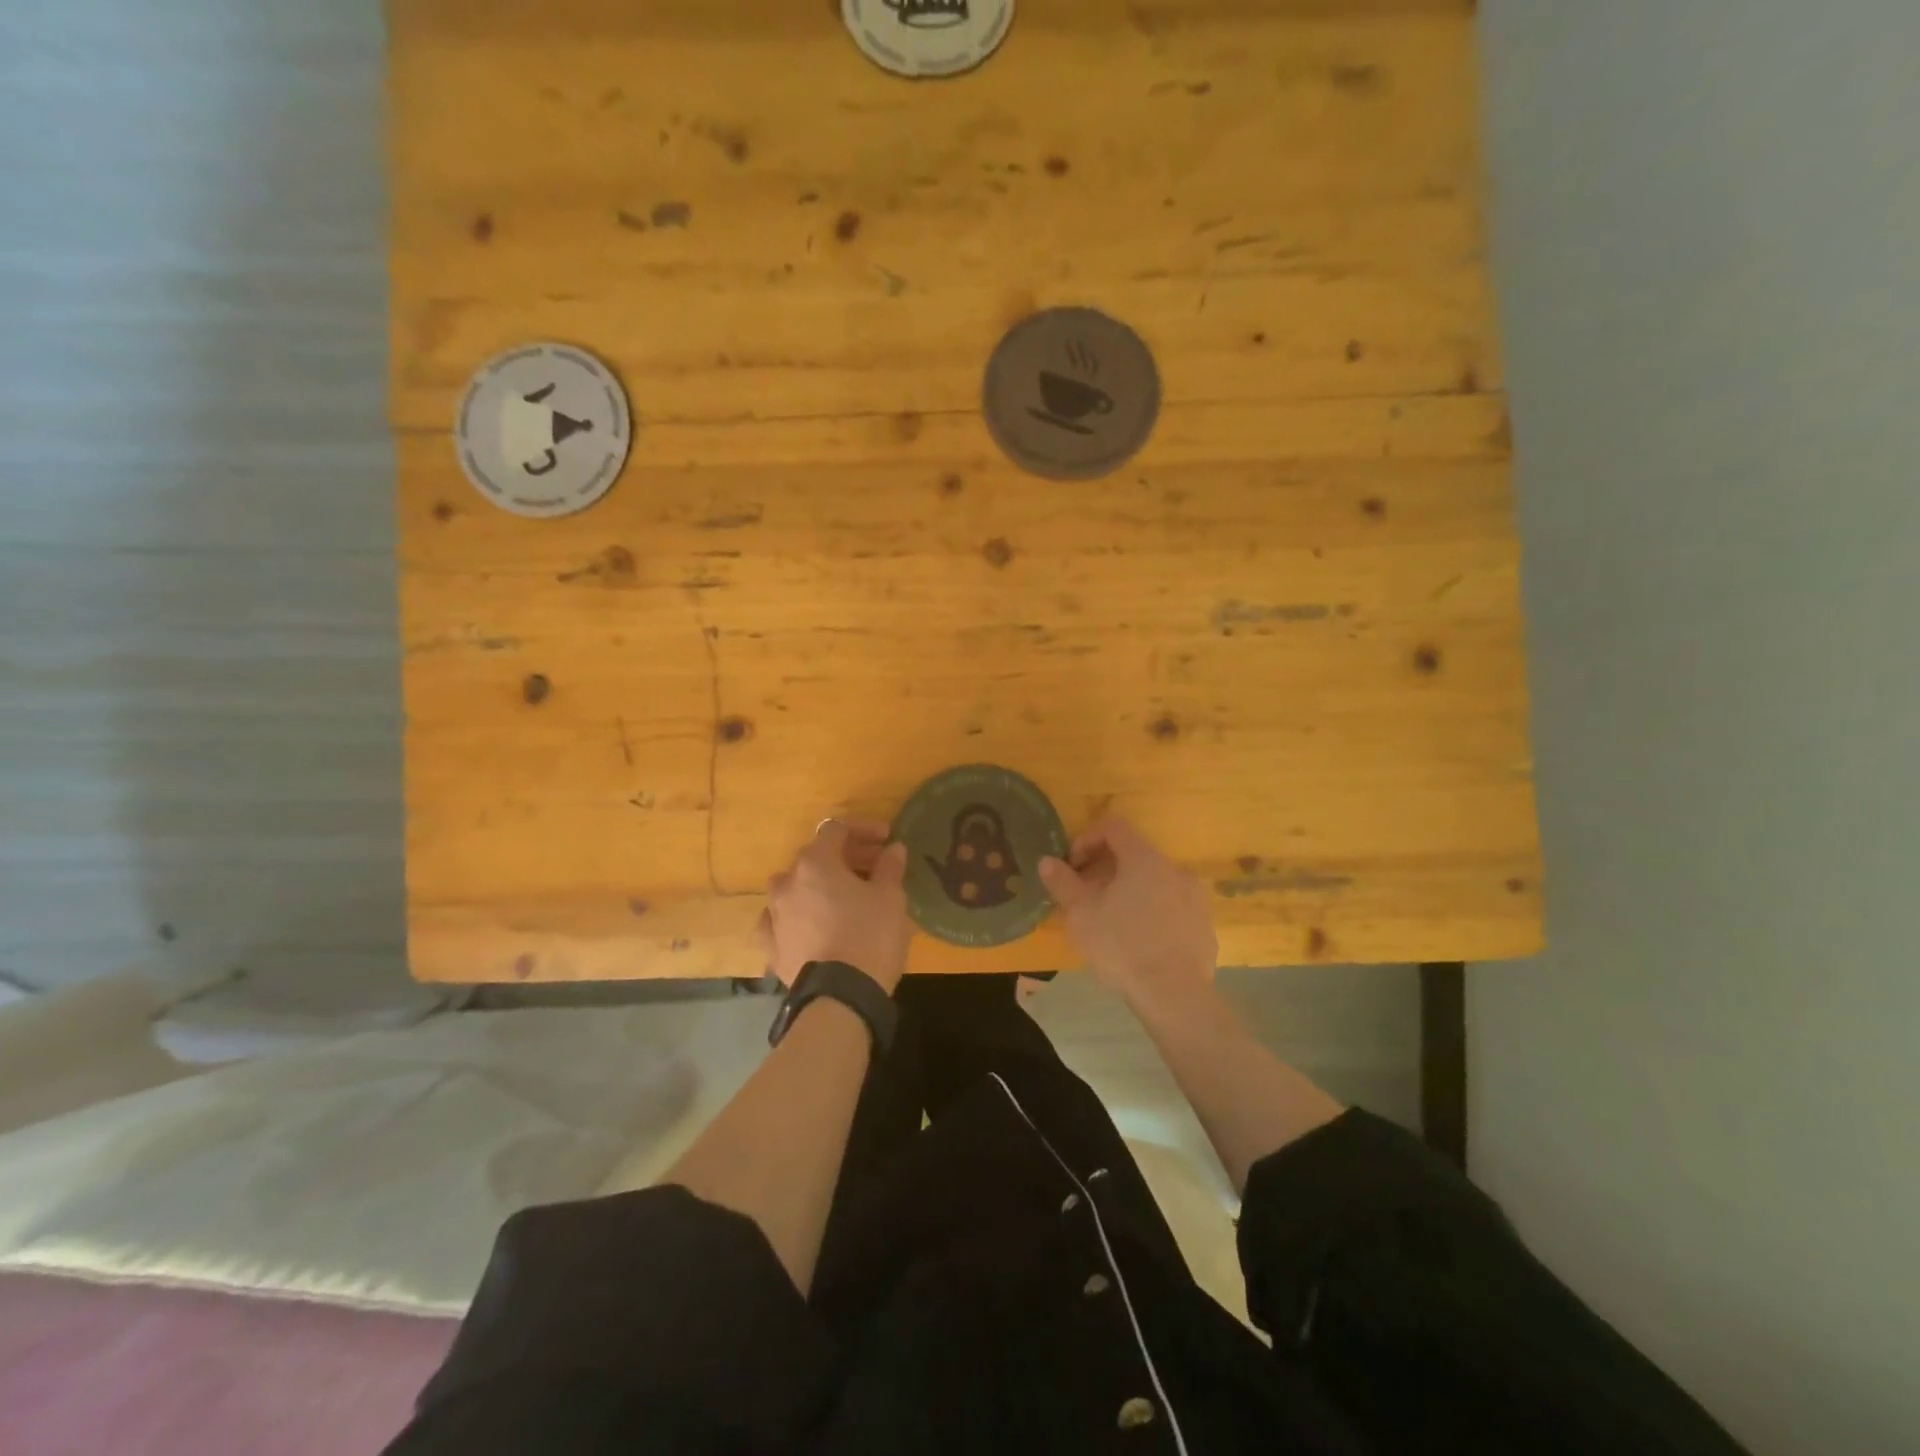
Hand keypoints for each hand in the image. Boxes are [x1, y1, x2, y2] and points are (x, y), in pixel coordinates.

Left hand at [764, 819, 911, 993]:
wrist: (839, 998)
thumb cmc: (869, 937)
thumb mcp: (890, 898)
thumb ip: (890, 867)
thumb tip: (893, 849)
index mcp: (815, 863)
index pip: (837, 829)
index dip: (864, 829)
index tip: (887, 839)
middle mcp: (787, 882)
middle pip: (816, 857)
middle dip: (847, 857)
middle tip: (875, 866)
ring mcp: (774, 915)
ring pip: (797, 887)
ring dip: (821, 885)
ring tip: (846, 897)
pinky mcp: (772, 946)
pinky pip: (785, 920)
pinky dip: (801, 916)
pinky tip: (815, 924)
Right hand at [1039, 818, 1216, 1007]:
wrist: (1175, 994)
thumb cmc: (1122, 946)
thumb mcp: (1081, 914)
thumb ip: (1062, 882)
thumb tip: (1047, 861)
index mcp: (1143, 858)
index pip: (1113, 827)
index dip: (1087, 839)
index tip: (1073, 866)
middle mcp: (1173, 869)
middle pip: (1134, 855)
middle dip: (1105, 870)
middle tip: (1086, 897)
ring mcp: (1194, 897)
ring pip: (1154, 882)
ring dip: (1129, 892)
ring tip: (1111, 921)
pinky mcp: (1204, 925)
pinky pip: (1171, 907)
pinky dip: (1152, 913)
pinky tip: (1139, 942)